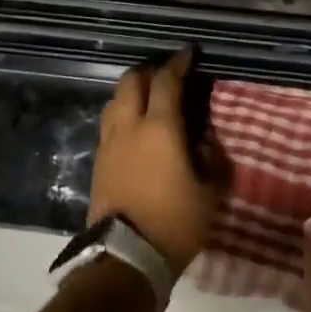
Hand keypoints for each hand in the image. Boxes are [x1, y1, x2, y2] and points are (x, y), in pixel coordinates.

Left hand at [89, 49, 223, 276]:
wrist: (125, 259)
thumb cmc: (174, 223)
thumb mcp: (209, 194)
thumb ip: (212, 161)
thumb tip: (210, 142)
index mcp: (159, 128)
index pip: (166, 81)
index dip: (178, 62)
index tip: (189, 53)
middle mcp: (129, 127)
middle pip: (132, 81)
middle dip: (149, 71)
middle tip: (167, 74)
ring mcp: (109, 144)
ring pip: (115, 101)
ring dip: (132, 92)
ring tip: (149, 98)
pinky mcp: (97, 163)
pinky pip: (110, 124)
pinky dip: (123, 114)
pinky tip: (135, 128)